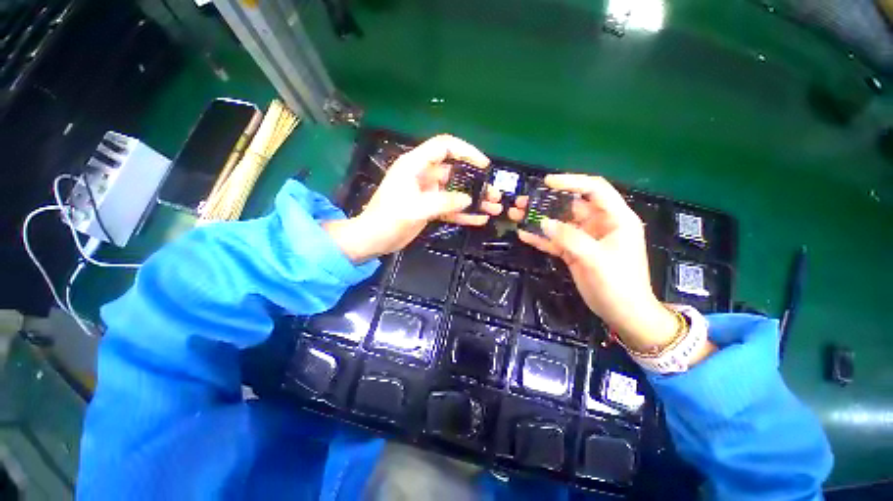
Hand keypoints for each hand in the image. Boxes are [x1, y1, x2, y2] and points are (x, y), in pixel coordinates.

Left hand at [325, 135, 501, 262]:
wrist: (373, 239)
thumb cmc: (388, 219)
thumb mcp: (416, 209)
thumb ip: (444, 202)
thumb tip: (468, 200)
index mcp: (415, 165)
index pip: (444, 147)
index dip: (466, 151)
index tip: (484, 165)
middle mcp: (423, 175)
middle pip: (455, 172)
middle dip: (476, 182)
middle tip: (494, 194)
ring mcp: (427, 193)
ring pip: (455, 192)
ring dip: (474, 199)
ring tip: (494, 208)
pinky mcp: (429, 208)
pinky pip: (450, 207)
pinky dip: (464, 213)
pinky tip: (480, 219)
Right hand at [508, 174, 678, 351]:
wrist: (622, 313)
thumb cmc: (619, 283)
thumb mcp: (596, 258)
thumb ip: (570, 238)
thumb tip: (543, 222)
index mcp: (615, 218)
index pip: (594, 189)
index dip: (571, 181)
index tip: (547, 182)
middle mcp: (599, 224)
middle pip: (570, 205)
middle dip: (546, 202)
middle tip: (522, 201)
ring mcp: (584, 239)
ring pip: (559, 223)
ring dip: (538, 219)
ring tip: (516, 214)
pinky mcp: (573, 252)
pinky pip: (554, 241)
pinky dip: (540, 238)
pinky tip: (523, 234)